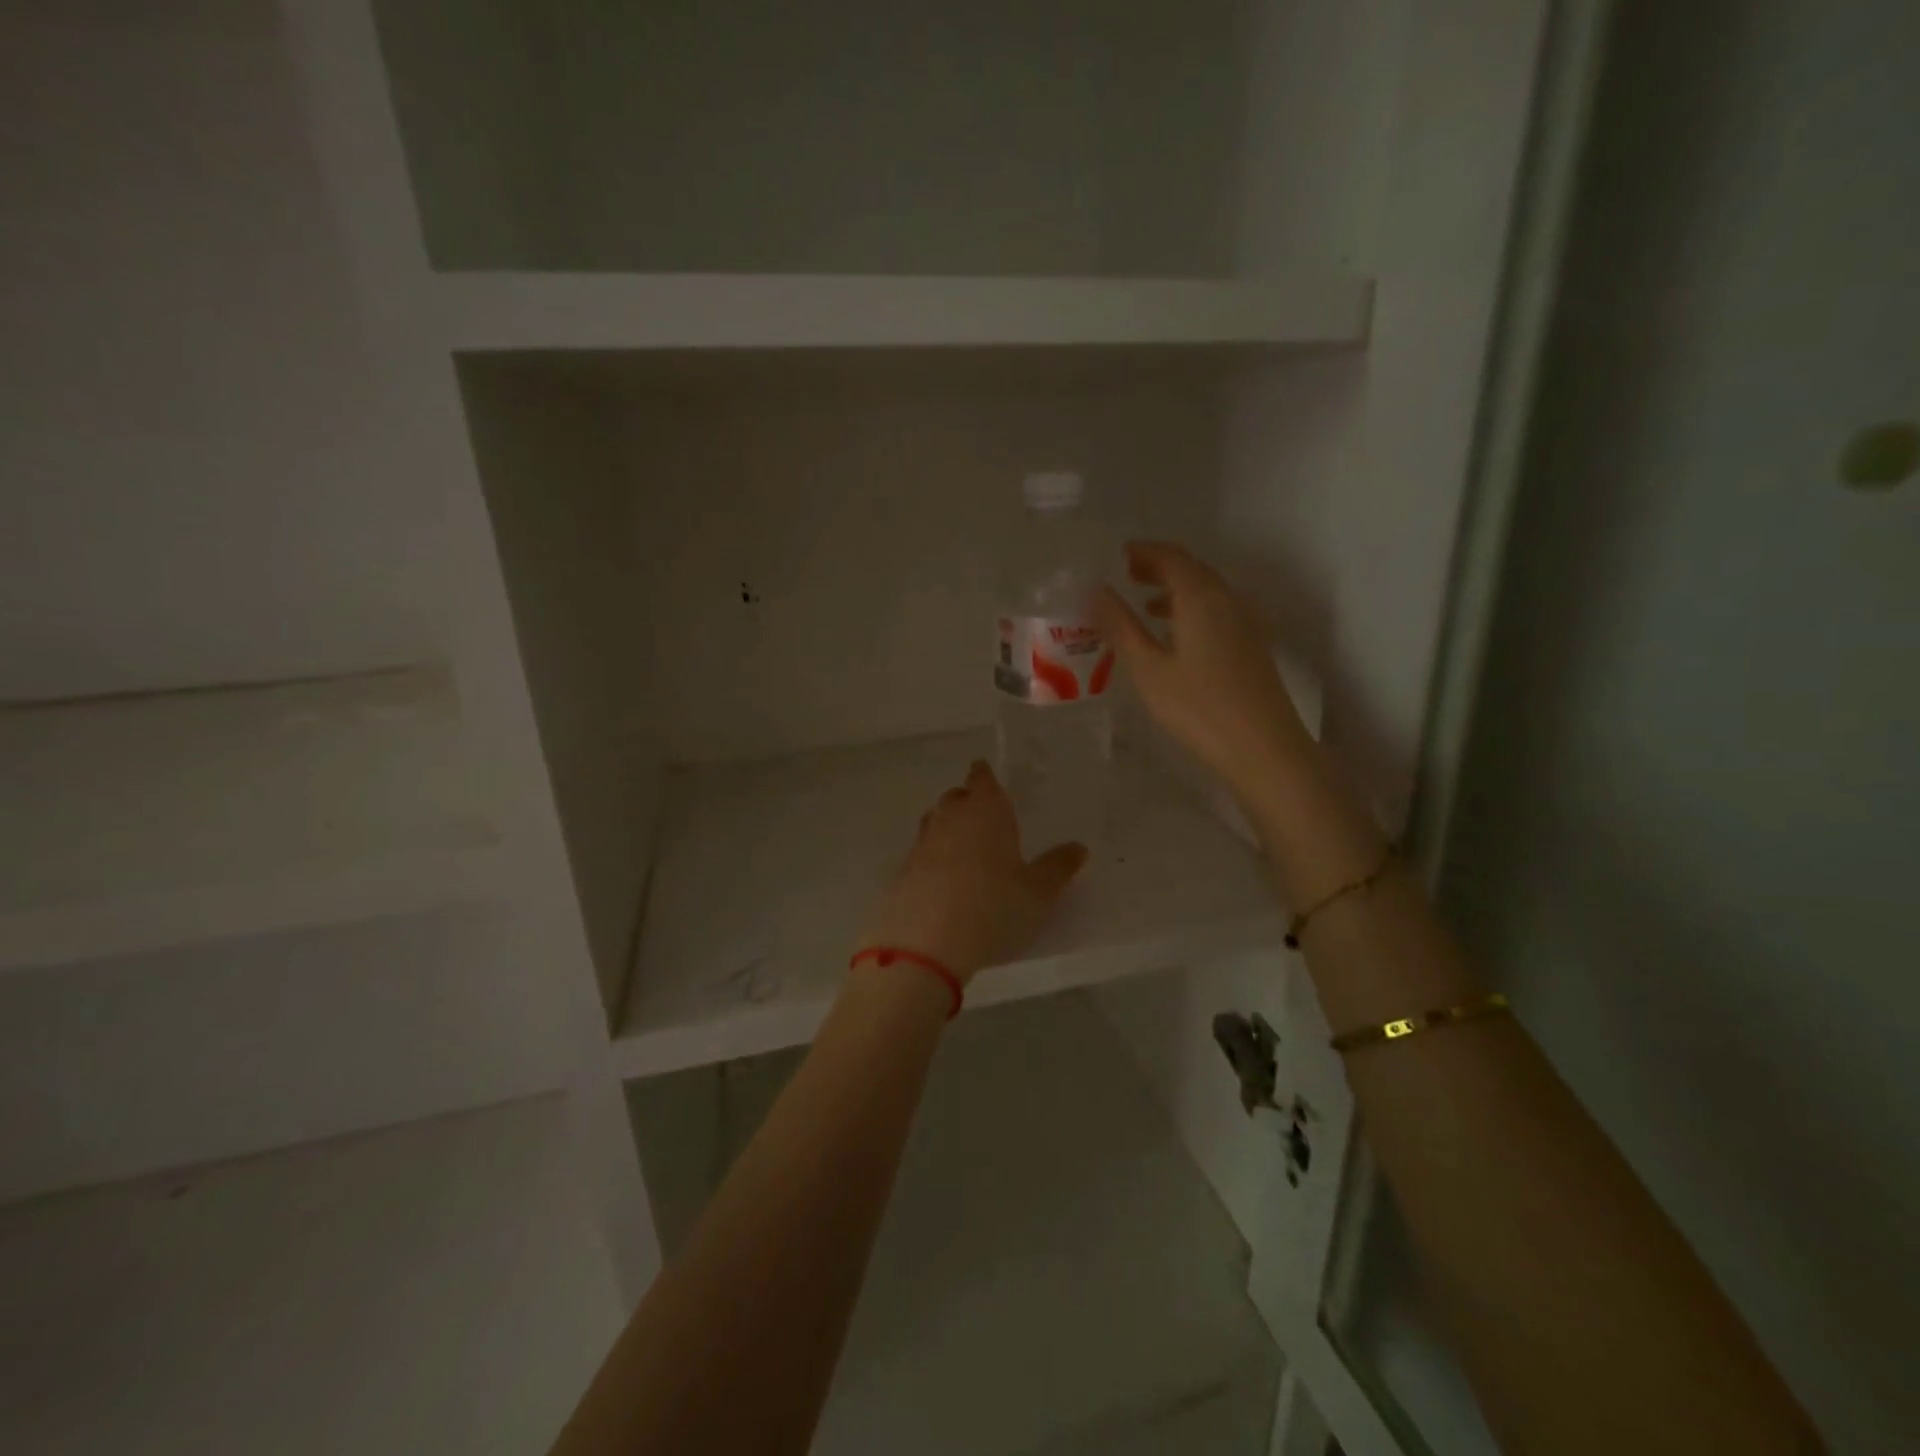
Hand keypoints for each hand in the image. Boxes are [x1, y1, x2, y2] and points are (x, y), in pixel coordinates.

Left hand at [860, 761, 1086, 983]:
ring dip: (947, 826)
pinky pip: (922, 853)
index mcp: (985, 812)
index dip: (985, 776)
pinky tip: (943, 878)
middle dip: (967, 800)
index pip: (982, 780)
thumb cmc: (993, 908)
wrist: (925, 945)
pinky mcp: (903, 872)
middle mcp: (950, 819)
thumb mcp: (1038, 893)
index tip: (985, 774)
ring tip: (964, 842)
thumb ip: (1057, 867)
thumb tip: (1078, 847)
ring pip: (934, 822)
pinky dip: (933, 857)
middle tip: (982, 812)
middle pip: (955, 798)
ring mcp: (922, 844)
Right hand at [1095, 541, 1315, 798]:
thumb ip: (1121, 626)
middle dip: (1158, 567)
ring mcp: (1245, 621)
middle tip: (1126, 575)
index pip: (1170, 557)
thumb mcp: (1148, 668)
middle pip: (1191, 569)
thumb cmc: (1198, 707)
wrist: (1263, 747)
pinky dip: (1190, 609)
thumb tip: (1097, 592)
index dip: (1142, 552)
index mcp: (1200, 597)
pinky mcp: (1251, 644)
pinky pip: (1216, 610)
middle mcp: (1227, 599)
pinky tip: (1174, 634)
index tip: (1116, 556)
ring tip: (1143, 602)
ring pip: (1206, 591)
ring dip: (1174, 589)